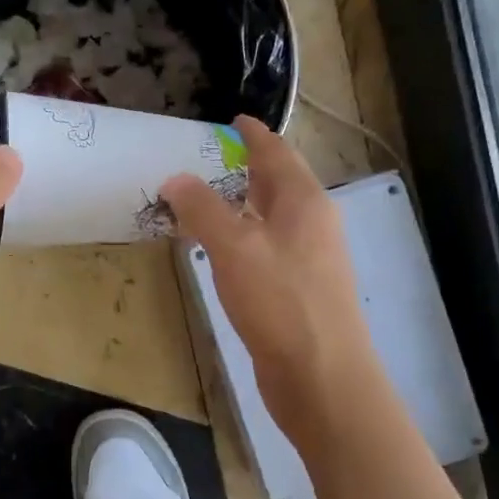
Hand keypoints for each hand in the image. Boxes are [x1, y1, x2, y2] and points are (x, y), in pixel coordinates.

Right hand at [161, 116, 377, 444]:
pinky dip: (243, 237)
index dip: (254, 135)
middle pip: (280, 183)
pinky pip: (268, 247)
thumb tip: (175, 178)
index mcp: (304, 202)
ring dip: (243, 203)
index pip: (277, 153)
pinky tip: (221, 250)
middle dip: (248, 167)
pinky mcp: (299, 290)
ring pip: (273, 217)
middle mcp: (313, 224)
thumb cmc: (281, 302)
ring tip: (207, 199)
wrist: (323, 378)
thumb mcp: (233, 247)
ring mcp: (310, 259)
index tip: (235, 120)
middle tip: (210, 158)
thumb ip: (202, 209)